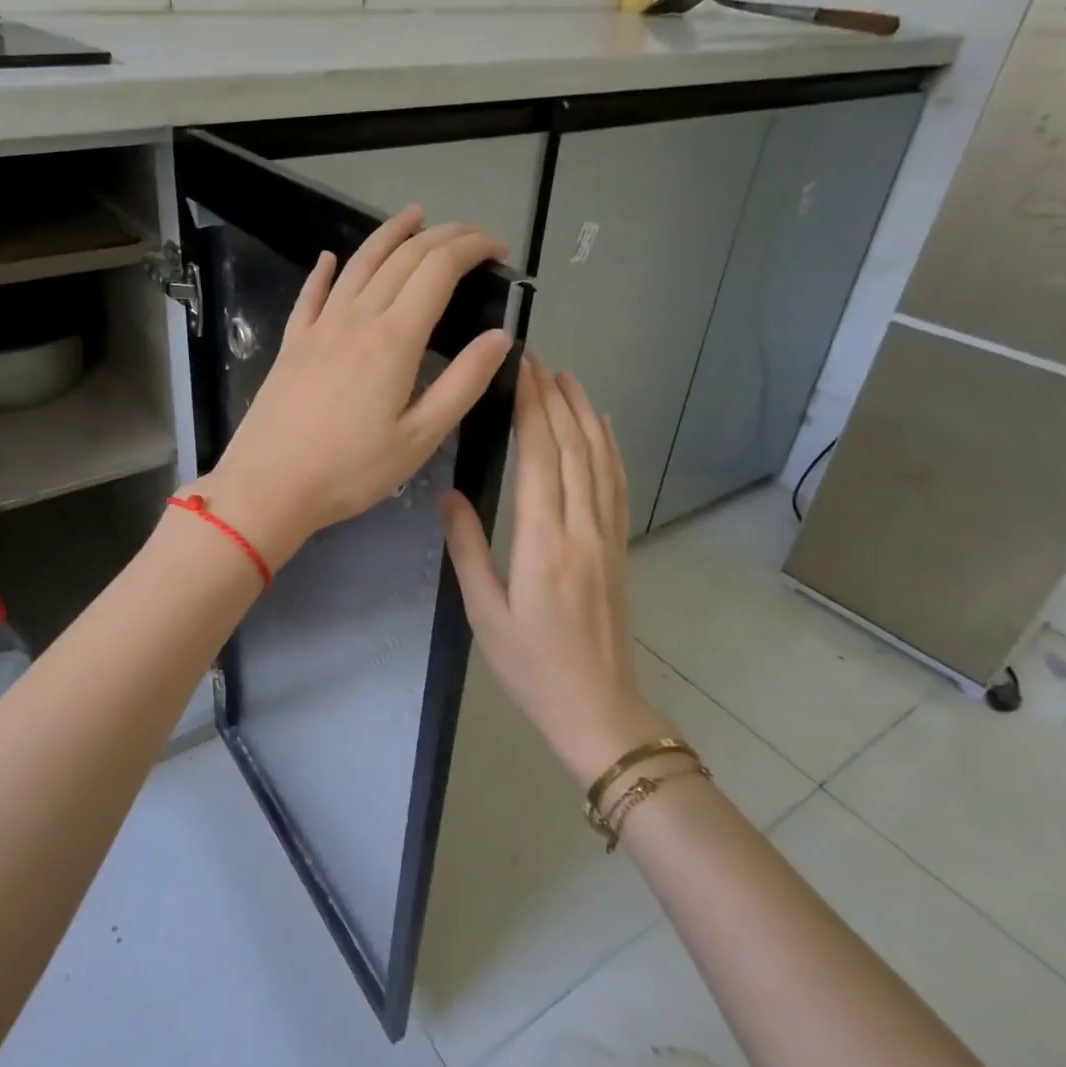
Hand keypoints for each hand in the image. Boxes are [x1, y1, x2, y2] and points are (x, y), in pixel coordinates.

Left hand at [202, 205, 512, 566]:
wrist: (268, 485)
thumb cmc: (350, 470)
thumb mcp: (419, 437)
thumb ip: (462, 383)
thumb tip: (501, 337)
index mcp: (394, 339)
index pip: (439, 269)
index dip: (472, 248)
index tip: (499, 250)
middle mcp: (357, 318)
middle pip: (403, 258)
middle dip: (443, 236)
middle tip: (471, 235)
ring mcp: (319, 326)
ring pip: (359, 263)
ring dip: (389, 234)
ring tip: (413, 217)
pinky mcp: (292, 342)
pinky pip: (312, 293)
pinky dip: (326, 270)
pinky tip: (330, 258)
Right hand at [442, 355, 672, 784]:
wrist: (597, 707)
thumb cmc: (530, 665)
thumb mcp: (484, 613)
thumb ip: (468, 549)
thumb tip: (448, 494)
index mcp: (543, 544)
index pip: (541, 458)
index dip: (531, 409)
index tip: (520, 371)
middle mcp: (581, 529)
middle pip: (573, 448)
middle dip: (554, 398)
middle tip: (535, 359)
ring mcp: (606, 536)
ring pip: (600, 460)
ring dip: (584, 413)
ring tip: (567, 377)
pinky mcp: (618, 547)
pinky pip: (616, 485)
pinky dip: (610, 447)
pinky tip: (602, 426)